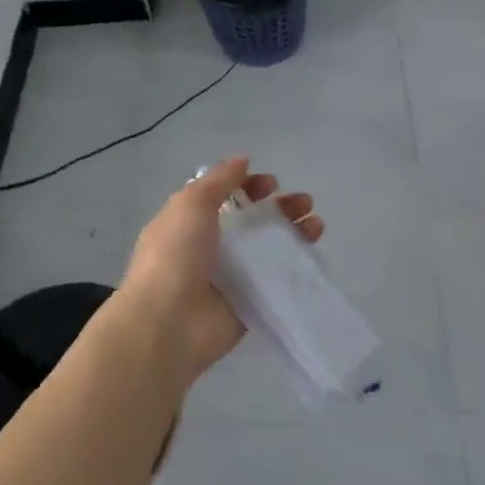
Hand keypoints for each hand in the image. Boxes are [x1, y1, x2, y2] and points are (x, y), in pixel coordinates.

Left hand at [120, 158, 322, 382]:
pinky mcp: (247, 305)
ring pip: (267, 250)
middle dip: (280, 208)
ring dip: (292, 234)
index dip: (249, 186)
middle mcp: (209, 248)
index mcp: (189, 222)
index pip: (225, 196)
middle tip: (304, 203)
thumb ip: (218, 180)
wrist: (167, 325)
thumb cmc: (175, 255)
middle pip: (252, 222)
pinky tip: (314, 257)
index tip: (271, 185)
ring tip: (316, 226)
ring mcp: (229, 278)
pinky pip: (274, 282)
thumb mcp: (191, 204)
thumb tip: (242, 159)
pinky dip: (294, 269)